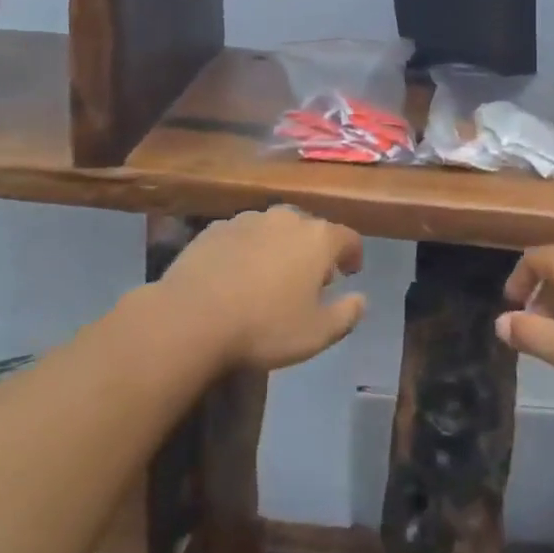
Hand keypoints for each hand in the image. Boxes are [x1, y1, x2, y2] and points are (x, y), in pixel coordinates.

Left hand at [159, 206, 366, 370]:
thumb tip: (361, 299)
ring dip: (280, 247)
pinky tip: (237, 275)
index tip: (351, 273)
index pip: (348, 238)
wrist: (192, 316)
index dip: (353, 254)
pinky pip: (243, 236)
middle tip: (310, 279)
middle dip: (315, 251)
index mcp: (318, 238)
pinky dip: (248, 250)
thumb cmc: (264, 326)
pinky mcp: (215, 228)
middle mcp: (286, 218)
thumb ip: (347, 314)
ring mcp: (248, 219)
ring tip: (272, 277)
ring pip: (274, 229)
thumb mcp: (317, 334)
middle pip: (310, 229)